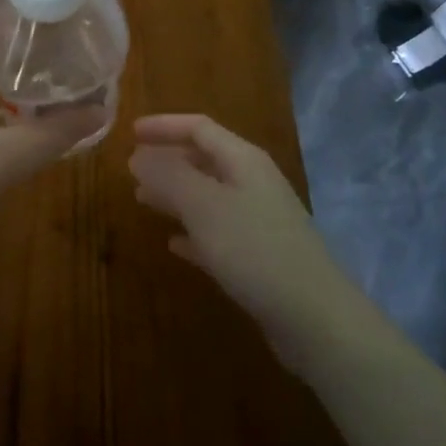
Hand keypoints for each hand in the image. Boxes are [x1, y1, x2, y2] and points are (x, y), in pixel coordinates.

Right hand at [130, 115, 360, 373]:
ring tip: (143, 200)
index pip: (198, 128)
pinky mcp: (259, 257)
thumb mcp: (204, 206)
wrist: (316, 319)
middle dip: (167, 160)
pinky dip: (192, 232)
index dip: (163, 126)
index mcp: (243, 160)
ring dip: (175, 194)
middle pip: (204, 159)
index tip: (130, 133)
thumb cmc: (255, 250)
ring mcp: (259, 221)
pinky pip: (217, 233)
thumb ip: (168, 176)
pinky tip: (173, 244)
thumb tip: (137, 156)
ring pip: (208, 196)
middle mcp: (252, 183)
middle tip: (132, 170)